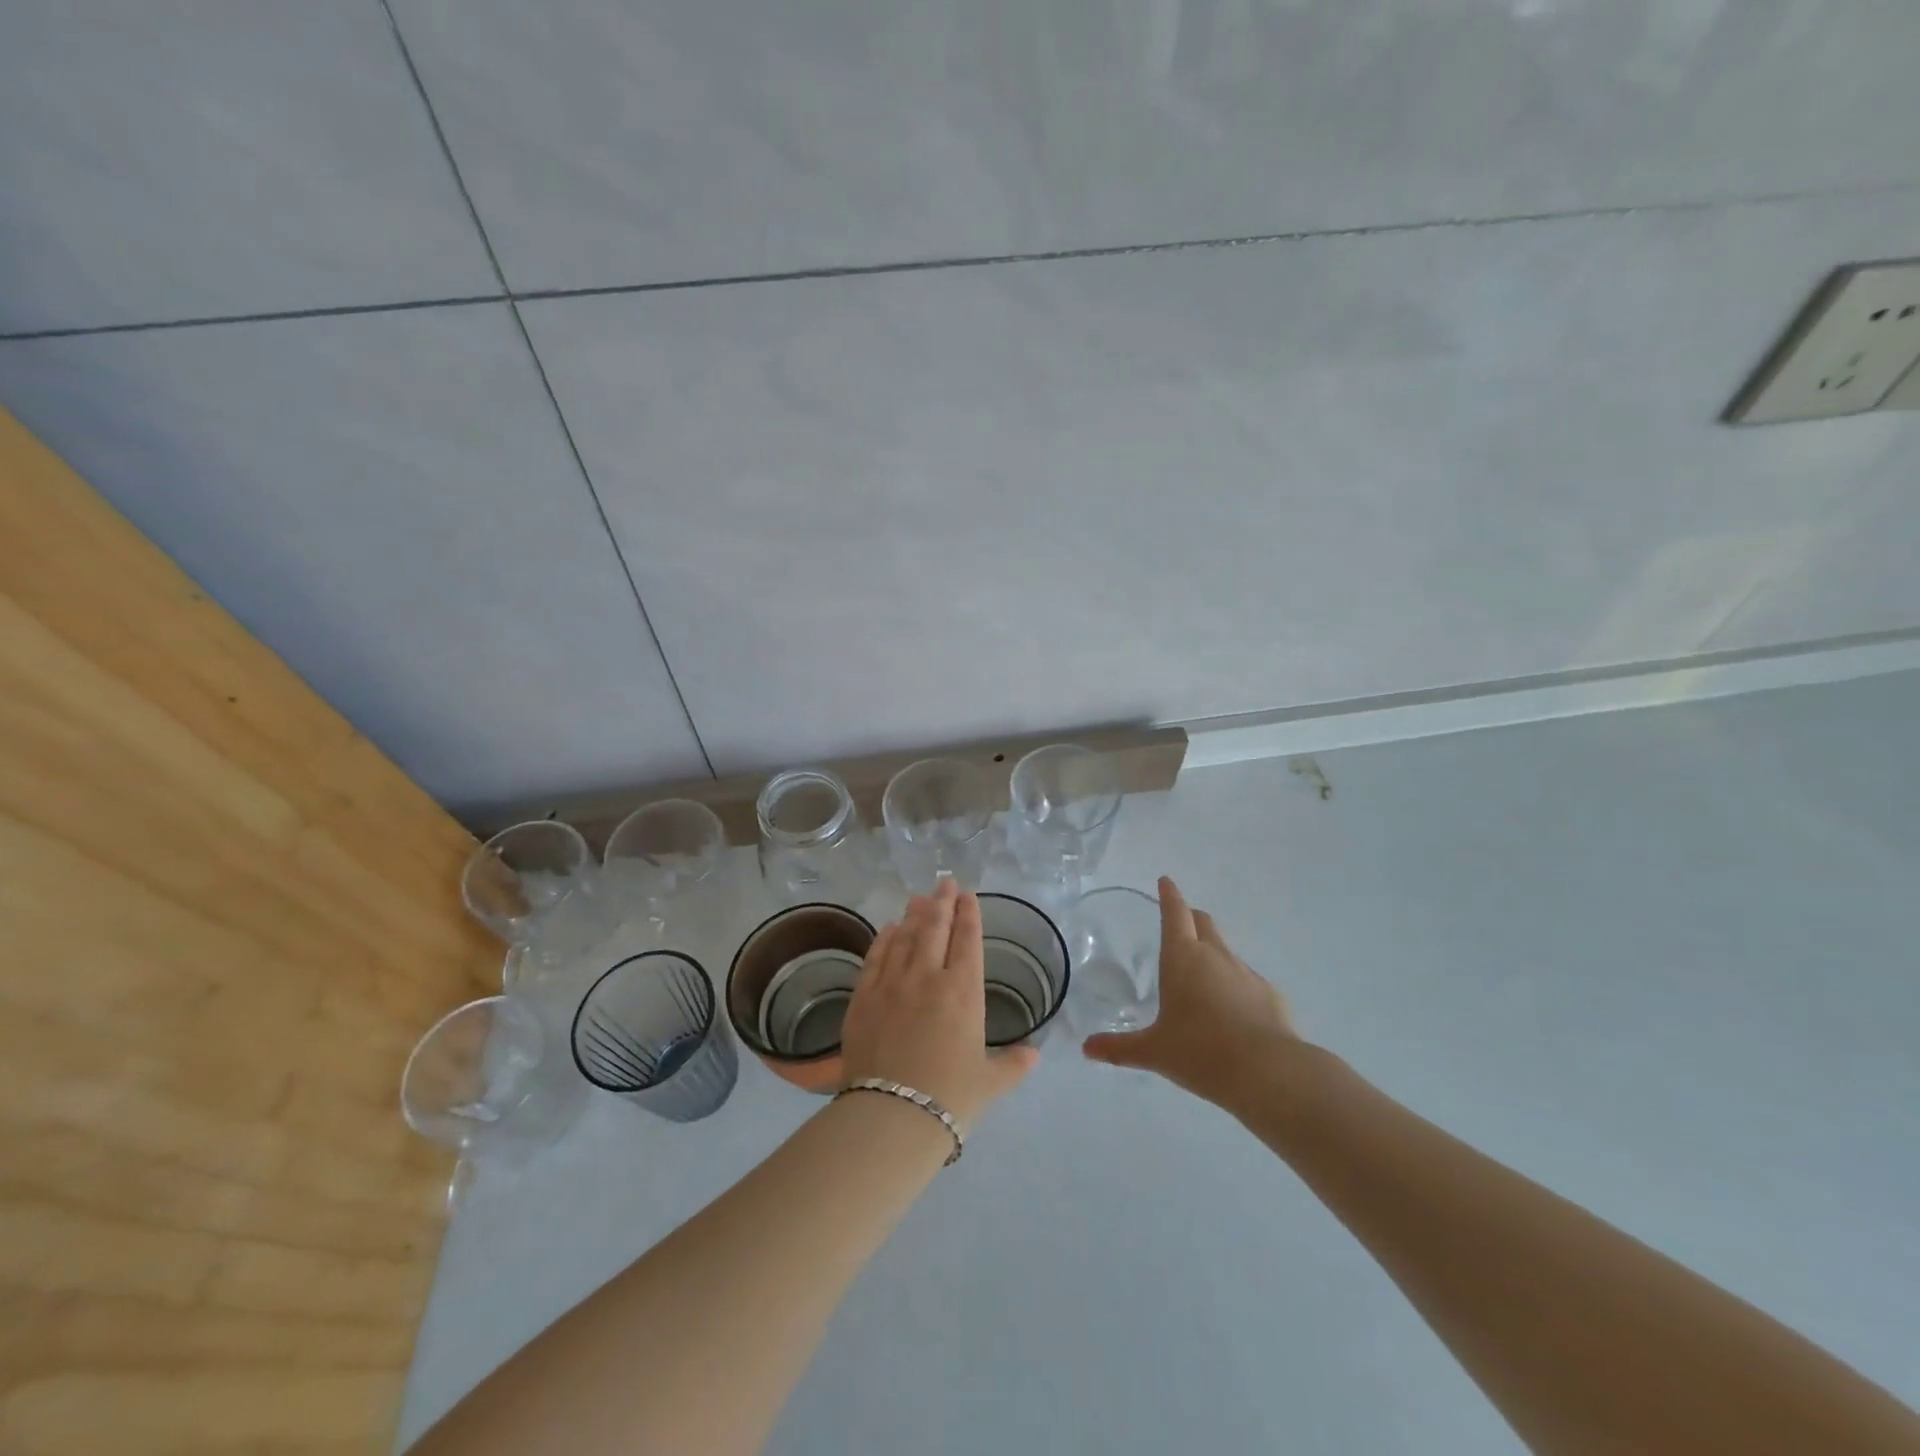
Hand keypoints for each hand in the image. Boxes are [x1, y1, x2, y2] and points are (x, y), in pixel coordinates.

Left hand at [840, 879, 1038, 1131]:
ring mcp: (892, 984)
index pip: (968, 940)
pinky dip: (884, 939)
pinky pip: (876, 958)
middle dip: (942, 902)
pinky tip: (889, 928)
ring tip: (919, 898)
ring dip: (914, 914)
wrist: (891, 1117)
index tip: (968, 895)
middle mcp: (928, 977)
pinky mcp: (863, 998)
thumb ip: (1013, 1065)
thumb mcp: (989, 1083)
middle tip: (945, 883)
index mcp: (963, 992)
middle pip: (936, 928)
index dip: (969, 914)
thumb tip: (1035, 1055)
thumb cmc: (949, 1099)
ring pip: (905, 937)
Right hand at [1082, 876, 1298, 1107]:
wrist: (1268, 1073)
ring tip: (1203, 979)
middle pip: (1203, 922)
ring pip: (1226, 952)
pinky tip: (1233, 1014)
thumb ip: (1120, 1047)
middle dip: (1191, 918)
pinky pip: (1248, 982)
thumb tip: (1087, 1048)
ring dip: (1213, 955)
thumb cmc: (1200, 1052)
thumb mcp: (1154, 1052)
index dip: (1169, 895)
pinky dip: (1236, 987)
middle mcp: (1215, 956)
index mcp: (1182, 957)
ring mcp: (1246, 973)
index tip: (1166, 881)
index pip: (1174, 913)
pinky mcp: (1271, 995)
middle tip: (1180, 924)